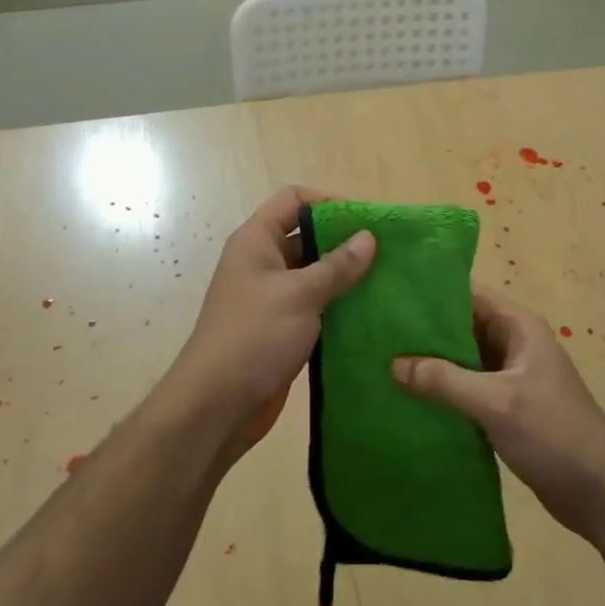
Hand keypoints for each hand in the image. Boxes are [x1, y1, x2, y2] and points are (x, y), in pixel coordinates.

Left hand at [170, 187, 374, 453]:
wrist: (217, 404)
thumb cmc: (254, 336)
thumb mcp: (299, 294)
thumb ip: (336, 266)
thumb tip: (369, 237)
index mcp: (256, 241)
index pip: (293, 200)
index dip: (328, 202)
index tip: (366, 221)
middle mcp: (263, 262)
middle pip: (307, 235)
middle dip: (344, 241)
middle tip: (387, 252)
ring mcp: (272, 296)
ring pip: (314, 273)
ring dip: (345, 276)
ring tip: (387, 281)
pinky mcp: (283, 327)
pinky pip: (315, 305)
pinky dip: (339, 305)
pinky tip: (371, 312)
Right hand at [393, 286, 604, 545]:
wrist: (601, 493)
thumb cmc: (554, 433)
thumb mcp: (496, 402)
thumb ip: (444, 380)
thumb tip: (392, 363)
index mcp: (518, 326)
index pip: (468, 293)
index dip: (430, 290)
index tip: (387, 291)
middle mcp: (513, 344)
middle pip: (460, 325)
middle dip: (421, 329)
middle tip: (373, 329)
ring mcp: (509, 377)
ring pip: (460, 359)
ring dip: (428, 362)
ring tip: (379, 359)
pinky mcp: (504, 408)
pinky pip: (464, 388)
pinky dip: (440, 390)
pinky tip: (405, 396)